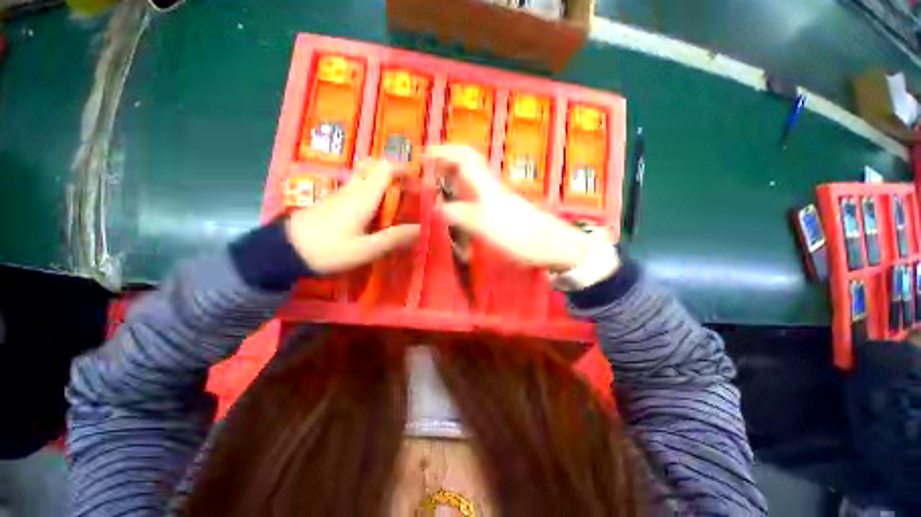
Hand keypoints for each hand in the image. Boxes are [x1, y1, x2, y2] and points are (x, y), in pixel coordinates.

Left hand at [285, 160, 420, 274]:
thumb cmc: (328, 250)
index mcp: (363, 196)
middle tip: (408, 192)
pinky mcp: (333, 201)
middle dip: (395, 174)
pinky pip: (357, 187)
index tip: (418, 183)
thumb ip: (394, 238)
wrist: (283, 251)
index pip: (385, 167)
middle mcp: (352, 188)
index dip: (404, 170)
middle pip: (374, 166)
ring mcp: (340, 193)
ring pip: (365, 176)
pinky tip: (376, 212)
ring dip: (383, 183)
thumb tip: (420, 229)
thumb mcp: (365, 250)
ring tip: (396, 203)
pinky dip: (372, 191)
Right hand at [424, 145, 610, 271]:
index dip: (442, 151)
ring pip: (470, 181)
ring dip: (451, 181)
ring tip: (436, 192)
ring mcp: (496, 198)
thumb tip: (436, 207)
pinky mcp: (500, 210)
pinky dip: (461, 198)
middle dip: (444, 165)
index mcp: (486, 185)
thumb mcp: (485, 225)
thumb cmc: (519, 234)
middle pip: (465, 165)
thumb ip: (460, 214)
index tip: (423, 156)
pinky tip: (457, 210)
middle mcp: (490, 186)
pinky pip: (475, 198)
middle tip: (425, 177)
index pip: (463, 156)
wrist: (549, 245)